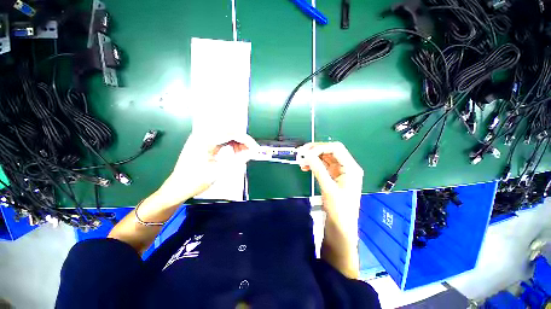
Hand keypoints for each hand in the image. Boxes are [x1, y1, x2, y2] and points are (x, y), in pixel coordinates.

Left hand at [157, 133, 258, 204]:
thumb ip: (238, 160)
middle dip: (242, 141)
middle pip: (229, 131)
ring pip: (226, 135)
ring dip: (237, 143)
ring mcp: (202, 138)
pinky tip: (235, 153)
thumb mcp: (219, 171)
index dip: (246, 140)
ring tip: (243, 154)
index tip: (255, 149)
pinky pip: (221, 140)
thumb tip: (252, 152)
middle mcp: (202, 135)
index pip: (231, 133)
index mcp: (204, 139)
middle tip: (250, 152)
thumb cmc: (195, 181)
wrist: (177, 188)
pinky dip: (230, 145)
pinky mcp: (203, 143)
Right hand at [299, 142, 362, 278]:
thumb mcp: (328, 188)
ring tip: (301, 160)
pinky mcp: (333, 176)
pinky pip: (323, 165)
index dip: (320, 148)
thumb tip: (307, 154)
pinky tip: (306, 167)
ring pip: (326, 157)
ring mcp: (340, 171)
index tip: (306, 152)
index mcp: (351, 168)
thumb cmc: (339, 209)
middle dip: (316, 150)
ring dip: (313, 157)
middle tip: (301, 152)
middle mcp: (347, 167)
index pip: (336, 149)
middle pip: (331, 151)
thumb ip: (318, 169)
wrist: (341, 227)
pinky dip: (314, 164)